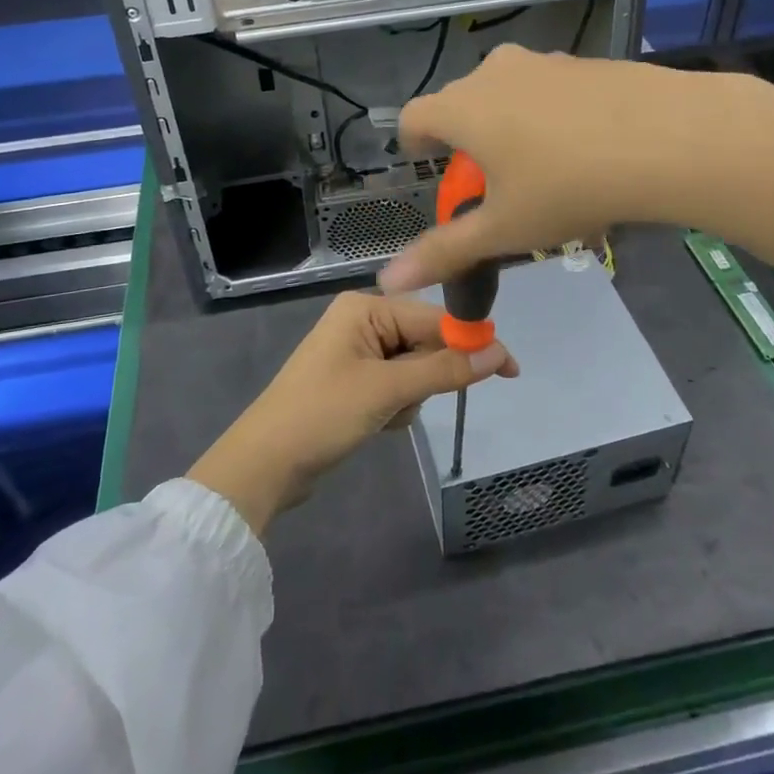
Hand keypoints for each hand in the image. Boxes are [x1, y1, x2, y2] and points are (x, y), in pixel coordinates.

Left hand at [188, 292, 516, 535]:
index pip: (434, 318)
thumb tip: (499, 354)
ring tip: (381, 416)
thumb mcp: (387, 390)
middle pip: (424, 342)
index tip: (509, 368)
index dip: (471, 342)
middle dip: (425, 378)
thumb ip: (444, 370)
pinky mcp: (354, 381)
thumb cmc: (322, 415)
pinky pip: (395, 386)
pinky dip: (395, 407)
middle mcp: (362, 321)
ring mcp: (357, 352)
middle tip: (406, 403)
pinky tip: (374, 423)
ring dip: (409, 397)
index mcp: (365, 308)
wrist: (264, 465)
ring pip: (414, 369)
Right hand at [380, 45, 692, 293]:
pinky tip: (586, 150)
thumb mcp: (504, 229)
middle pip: (461, 105)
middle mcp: (494, 73)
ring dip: (510, 127)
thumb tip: (390, 280)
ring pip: (508, 95)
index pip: (413, 118)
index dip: (415, 146)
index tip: (433, 170)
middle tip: (493, 184)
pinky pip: (549, 91)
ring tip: (543, 171)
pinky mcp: (585, 63)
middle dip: (466, 142)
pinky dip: (551, 116)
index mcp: (463, 107)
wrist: (666, 138)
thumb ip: (445, 252)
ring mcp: (543, 62)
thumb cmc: (567, 186)